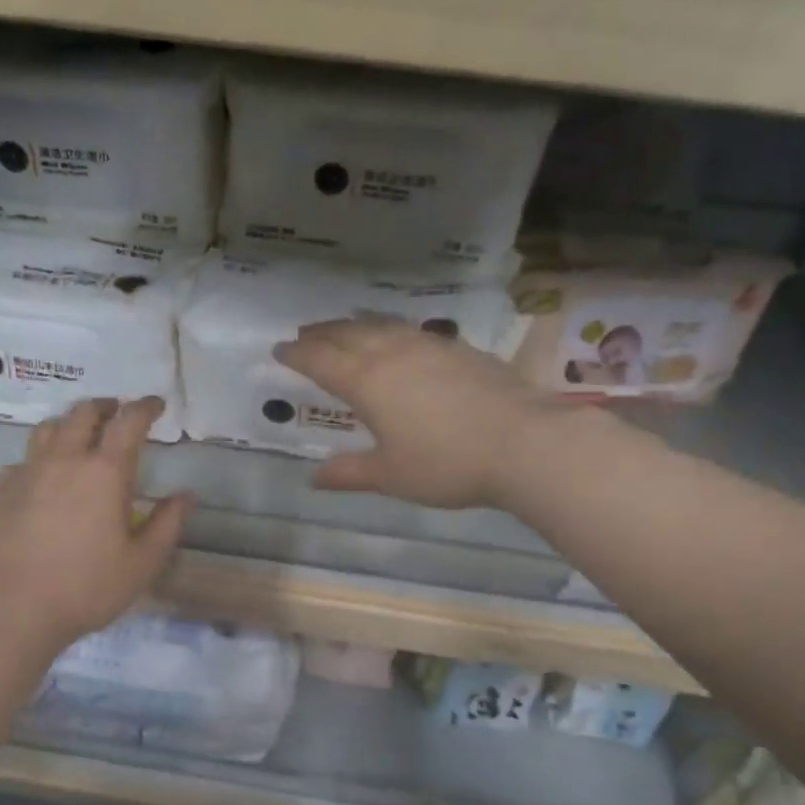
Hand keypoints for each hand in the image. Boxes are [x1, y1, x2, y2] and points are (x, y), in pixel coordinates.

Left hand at [0, 397, 193, 649]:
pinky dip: (40, 455)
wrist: (12, 609)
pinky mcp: (1, 491)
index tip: (156, 404)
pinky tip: (44, 475)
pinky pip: (23, 459)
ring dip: (70, 422)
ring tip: (81, 434)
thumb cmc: (86, 587)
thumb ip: (167, 524)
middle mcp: (64, 460)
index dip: (145, 407)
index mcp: (105, 472)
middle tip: (118, 413)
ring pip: (48, 428)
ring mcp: (27, 473)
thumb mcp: (142, 563)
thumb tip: (186, 495)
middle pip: (83, 414)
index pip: (128, 422)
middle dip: (105, 407)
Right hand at [274, 317, 545, 509]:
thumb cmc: (446, 464)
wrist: (524, 443)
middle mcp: (393, 353)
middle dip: (322, 333)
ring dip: (355, 326)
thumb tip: (314, 478)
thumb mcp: (390, 476)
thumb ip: (349, 473)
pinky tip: (397, 340)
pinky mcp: (459, 349)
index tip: (280, 350)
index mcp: (367, 381)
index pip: (322, 360)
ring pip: (382, 326)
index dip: (298, 355)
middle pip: (348, 334)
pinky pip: (410, 331)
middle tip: (304, 334)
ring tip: (343, 329)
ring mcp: (430, 346)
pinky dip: (389, 331)